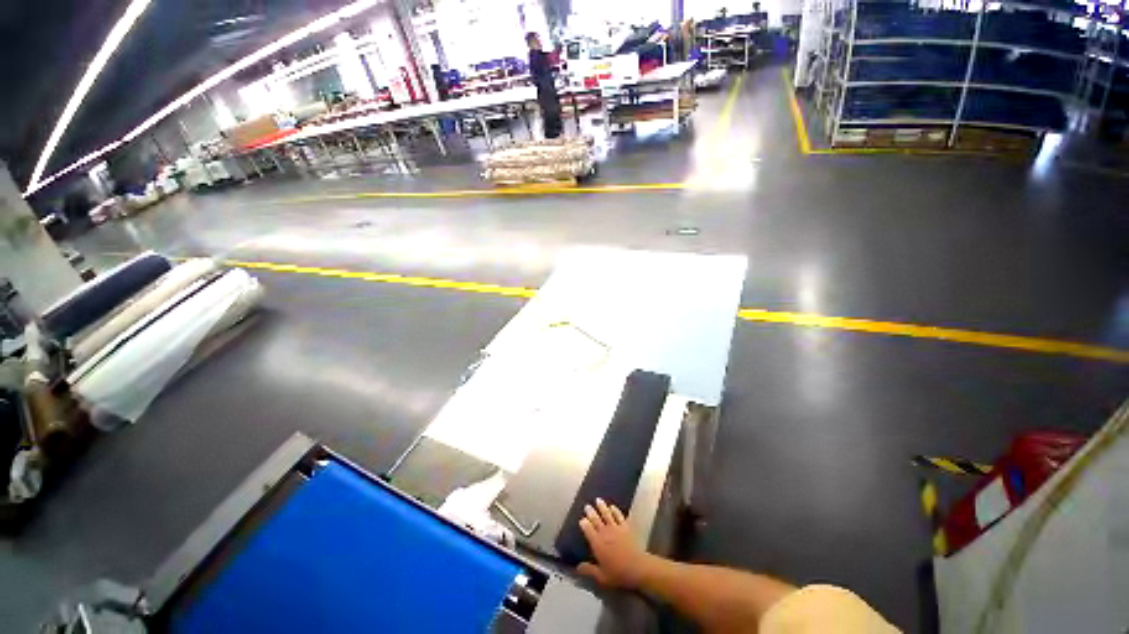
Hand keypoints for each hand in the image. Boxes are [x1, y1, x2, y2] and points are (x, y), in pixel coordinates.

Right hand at [577, 499, 652, 588]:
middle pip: (596, 519)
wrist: (637, 567)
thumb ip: (589, 570)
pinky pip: (619, 516)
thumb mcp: (601, 577)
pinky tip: (613, 507)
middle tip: (587, 506)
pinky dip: (615, 510)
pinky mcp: (625, 527)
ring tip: (598, 500)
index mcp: (597, 543)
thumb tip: (577, 567)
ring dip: (602, 507)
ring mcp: (616, 528)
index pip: (588, 530)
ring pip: (607, 514)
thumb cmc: (618, 573)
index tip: (581, 519)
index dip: (584, 524)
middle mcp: (605, 533)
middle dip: (591, 512)